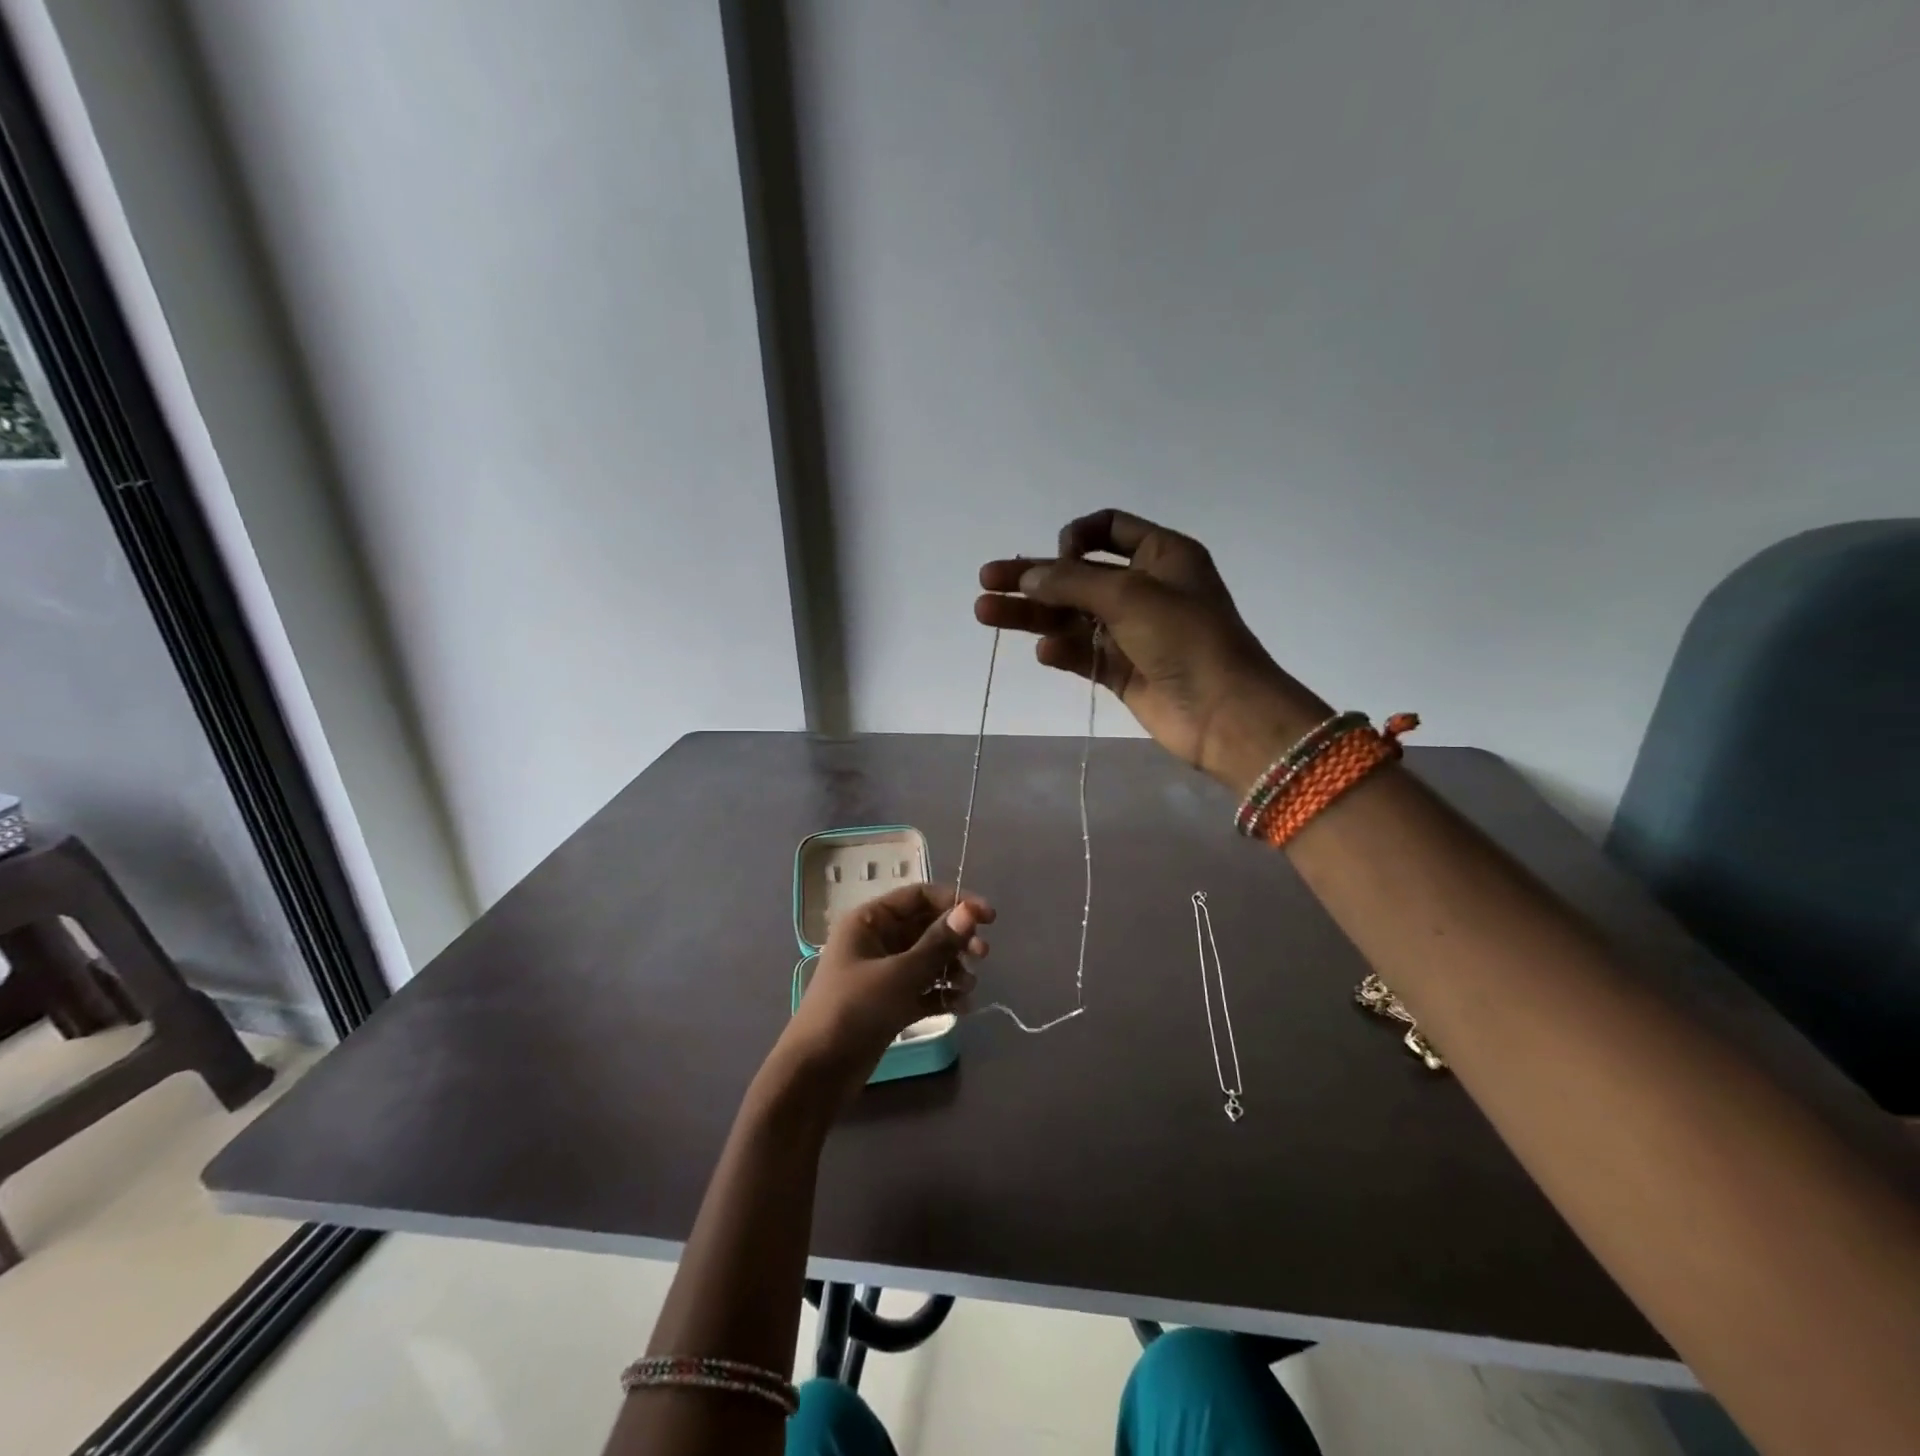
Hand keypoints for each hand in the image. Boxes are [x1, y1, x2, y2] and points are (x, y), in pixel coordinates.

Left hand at [779, 884, 993, 1100]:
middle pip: (927, 927)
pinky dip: (943, 994)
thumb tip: (970, 910)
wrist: (817, 1073)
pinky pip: (924, 989)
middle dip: (957, 939)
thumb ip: (938, 943)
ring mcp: (884, 973)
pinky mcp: (890, 1003)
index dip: (955, 901)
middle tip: (982, 955)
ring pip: (928, 959)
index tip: (988, 918)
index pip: (919, 896)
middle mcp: (877, 941)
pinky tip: (962, 1006)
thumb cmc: (854, 1010)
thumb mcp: (899, 974)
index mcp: (870, 921)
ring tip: (968, 987)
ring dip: (953, 969)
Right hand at [976, 509, 1331, 792]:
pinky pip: (1083, 653)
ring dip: (1032, 614)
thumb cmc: (1186, 638)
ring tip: (985, 612)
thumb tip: (1026, 577)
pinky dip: (1062, 650)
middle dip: (1033, 577)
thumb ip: (1072, 582)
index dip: (1075, 537)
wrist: (1225, 713)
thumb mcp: (1129, 595)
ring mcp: (1132, 631)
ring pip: (1072, 616)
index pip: (1108, 528)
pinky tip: (1045, 653)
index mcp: (1161, 555)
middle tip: (986, 581)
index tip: (1057, 558)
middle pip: (1078, 575)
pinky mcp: (1122, 670)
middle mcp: (1145, 588)